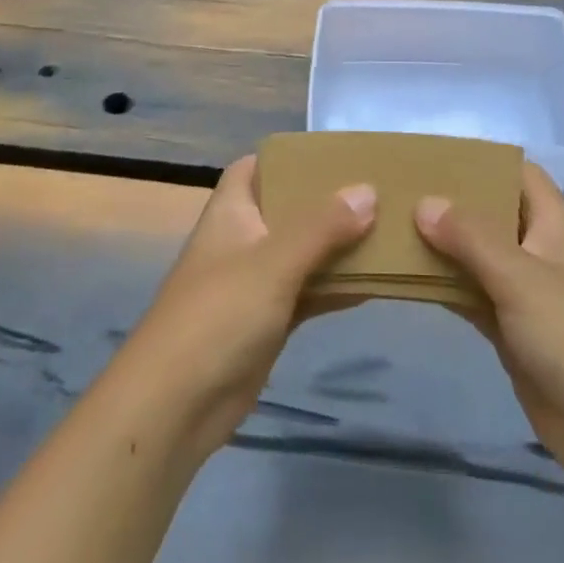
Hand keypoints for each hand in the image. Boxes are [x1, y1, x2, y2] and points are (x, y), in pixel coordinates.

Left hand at [106, 155, 375, 462]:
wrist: (174, 408)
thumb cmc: (218, 316)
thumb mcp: (272, 262)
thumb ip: (322, 227)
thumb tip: (368, 191)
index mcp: (232, 212)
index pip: (255, 167)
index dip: (288, 157)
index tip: (335, 154)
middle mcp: (243, 240)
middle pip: (288, 208)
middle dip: (328, 201)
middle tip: (377, 189)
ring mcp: (255, 284)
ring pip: (303, 252)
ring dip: (338, 245)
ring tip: (389, 229)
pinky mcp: (267, 323)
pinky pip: (308, 293)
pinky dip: (336, 287)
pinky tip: (375, 283)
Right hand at [415, 162, 563, 488]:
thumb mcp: (519, 276)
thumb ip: (470, 236)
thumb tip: (423, 202)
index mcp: (554, 223)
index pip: (517, 172)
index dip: (480, 160)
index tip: (432, 155)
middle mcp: (539, 248)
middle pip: (491, 211)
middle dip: (450, 202)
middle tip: (399, 190)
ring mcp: (525, 289)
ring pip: (477, 254)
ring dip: (442, 244)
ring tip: (391, 225)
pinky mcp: (511, 327)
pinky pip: (471, 292)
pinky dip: (444, 284)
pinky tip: (405, 275)